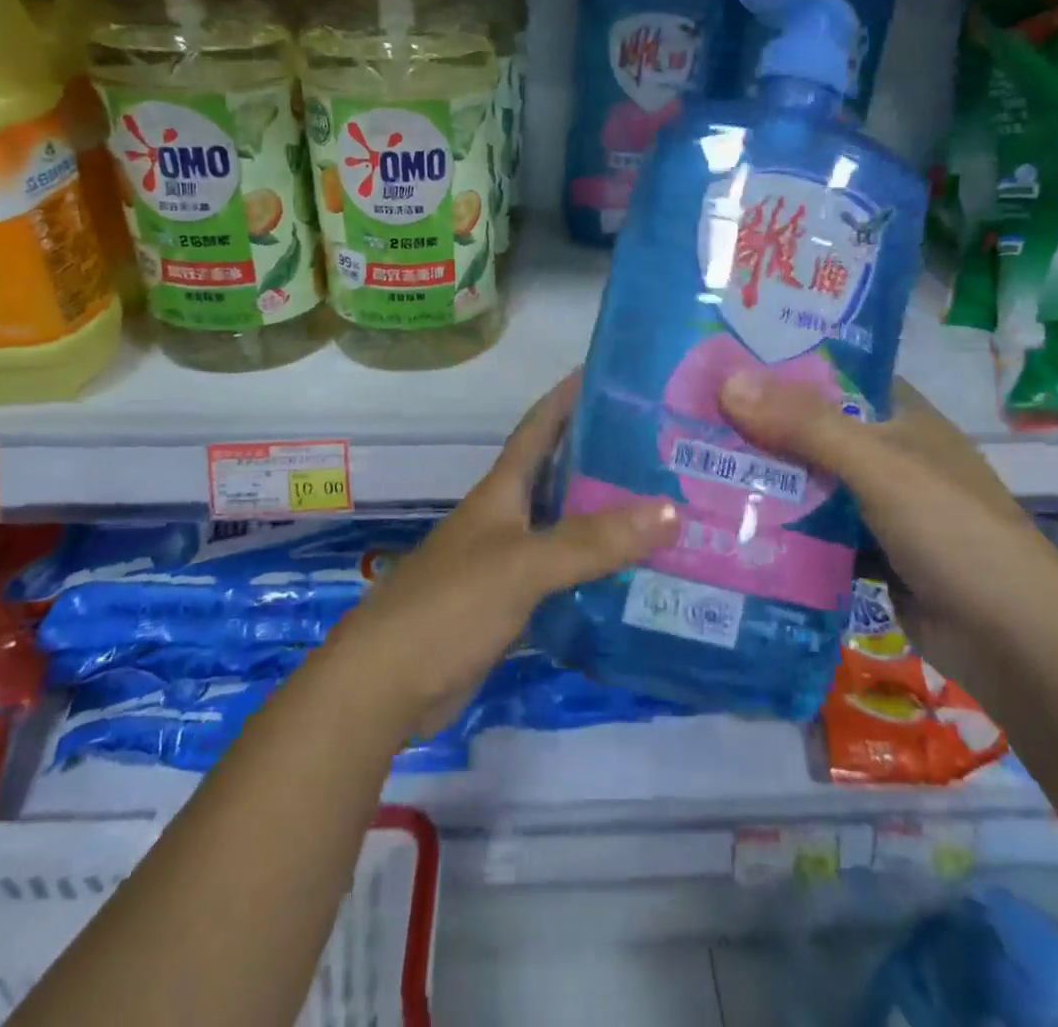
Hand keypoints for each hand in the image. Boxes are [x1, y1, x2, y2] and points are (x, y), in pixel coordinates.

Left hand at [340, 374, 678, 730]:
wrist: (386, 685)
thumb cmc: (449, 605)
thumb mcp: (522, 564)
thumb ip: (592, 540)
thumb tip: (671, 509)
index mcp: (501, 491)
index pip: (538, 427)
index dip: (568, 397)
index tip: (609, 372)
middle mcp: (505, 518)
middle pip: (559, 474)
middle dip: (602, 456)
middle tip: (662, 446)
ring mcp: (507, 562)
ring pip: (565, 526)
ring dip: (605, 516)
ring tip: (665, 506)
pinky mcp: (511, 604)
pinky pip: (564, 574)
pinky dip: (596, 569)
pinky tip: (634, 573)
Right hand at [719, 374, 1057, 690]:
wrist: (1016, 643)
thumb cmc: (952, 531)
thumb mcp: (878, 466)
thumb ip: (804, 424)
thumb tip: (726, 382)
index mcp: (900, 415)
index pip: (831, 374)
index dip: (778, 366)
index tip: (717, 364)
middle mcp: (888, 453)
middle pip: (811, 430)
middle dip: (757, 428)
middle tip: (687, 420)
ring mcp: (880, 506)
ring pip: (809, 483)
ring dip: (765, 481)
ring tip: (692, 468)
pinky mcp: (870, 553)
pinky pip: (815, 531)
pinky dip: (782, 529)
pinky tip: (731, 527)